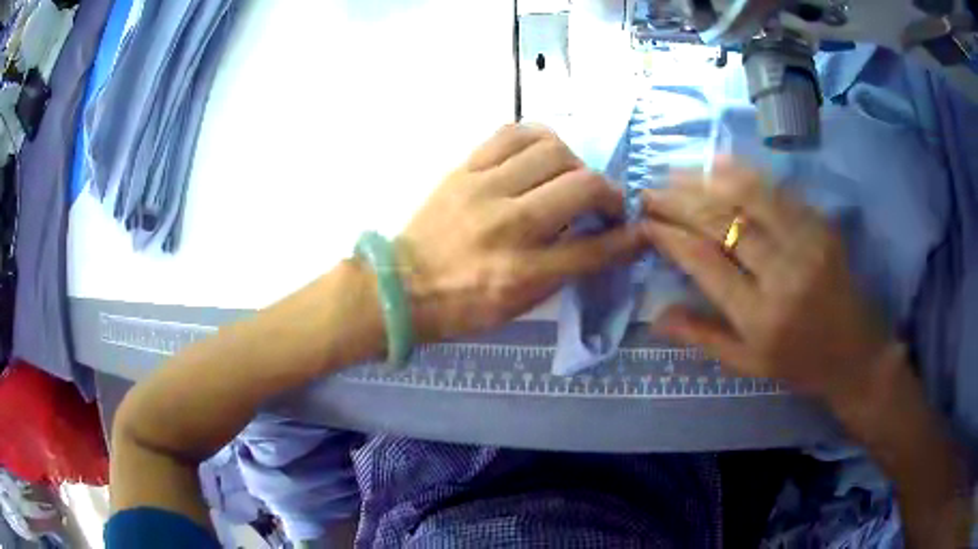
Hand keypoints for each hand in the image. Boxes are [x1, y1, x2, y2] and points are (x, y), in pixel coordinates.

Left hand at [398, 124, 646, 341]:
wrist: (401, 285)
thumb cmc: (462, 304)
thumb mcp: (519, 304)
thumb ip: (565, 270)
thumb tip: (606, 238)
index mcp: (523, 273)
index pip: (595, 249)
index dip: (628, 238)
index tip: (640, 229)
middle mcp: (509, 225)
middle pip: (581, 187)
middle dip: (608, 193)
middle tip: (603, 204)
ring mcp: (484, 189)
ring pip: (552, 150)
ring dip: (574, 162)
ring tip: (569, 177)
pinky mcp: (464, 168)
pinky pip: (511, 133)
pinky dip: (538, 138)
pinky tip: (541, 153)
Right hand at [641, 158, 890, 402]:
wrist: (858, 355)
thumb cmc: (801, 366)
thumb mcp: (749, 364)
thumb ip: (703, 337)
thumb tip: (655, 314)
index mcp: (759, 317)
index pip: (704, 261)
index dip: (670, 235)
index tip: (645, 222)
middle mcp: (782, 274)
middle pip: (723, 221)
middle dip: (679, 200)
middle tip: (650, 190)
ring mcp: (807, 243)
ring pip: (749, 195)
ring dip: (707, 178)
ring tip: (676, 171)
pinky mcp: (823, 226)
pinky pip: (779, 190)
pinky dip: (745, 173)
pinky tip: (720, 164)